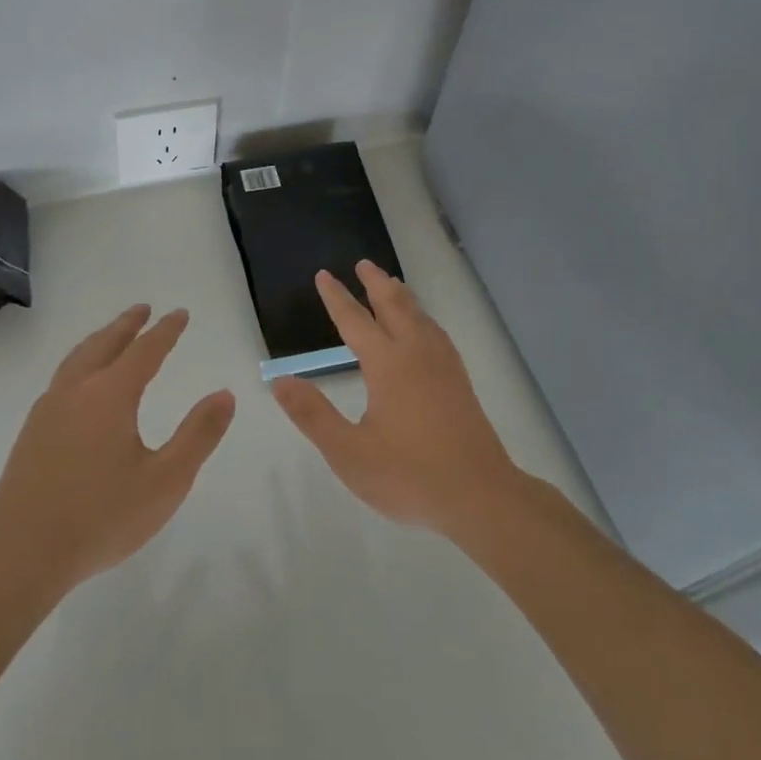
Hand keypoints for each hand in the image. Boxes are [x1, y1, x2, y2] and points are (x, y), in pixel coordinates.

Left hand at [0, 306, 234, 604]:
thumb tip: (224, 394)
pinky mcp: (31, 433)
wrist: (21, 555)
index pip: (144, 351)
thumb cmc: (101, 518)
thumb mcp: (166, 481)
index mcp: (110, 396)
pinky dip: (80, 364)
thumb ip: (198, 435)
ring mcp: (48, 411)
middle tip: (143, 309)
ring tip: (112, 336)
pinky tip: (80, 384)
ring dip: (99, 341)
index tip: (179, 314)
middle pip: (104, 345)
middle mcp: (76, 392)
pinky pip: (61, 379)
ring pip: (77, 360)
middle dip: (126, 325)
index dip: (165, 331)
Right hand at [273, 262, 521, 541]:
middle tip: (363, 264)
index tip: (323, 275)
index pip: (355, 321)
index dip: (336, 298)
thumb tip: (280, 381)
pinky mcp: (459, 381)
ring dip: (402, 296)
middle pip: (394, 306)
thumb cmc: (409, 476)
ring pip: (419, 316)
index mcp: (388, 365)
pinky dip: (423, 317)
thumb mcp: (349, 453)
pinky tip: (425, 328)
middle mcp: (416, 354)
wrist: (480, 496)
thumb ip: (313, 415)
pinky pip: (436, 332)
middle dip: (375, 283)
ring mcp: (443, 366)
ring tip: (392, 284)